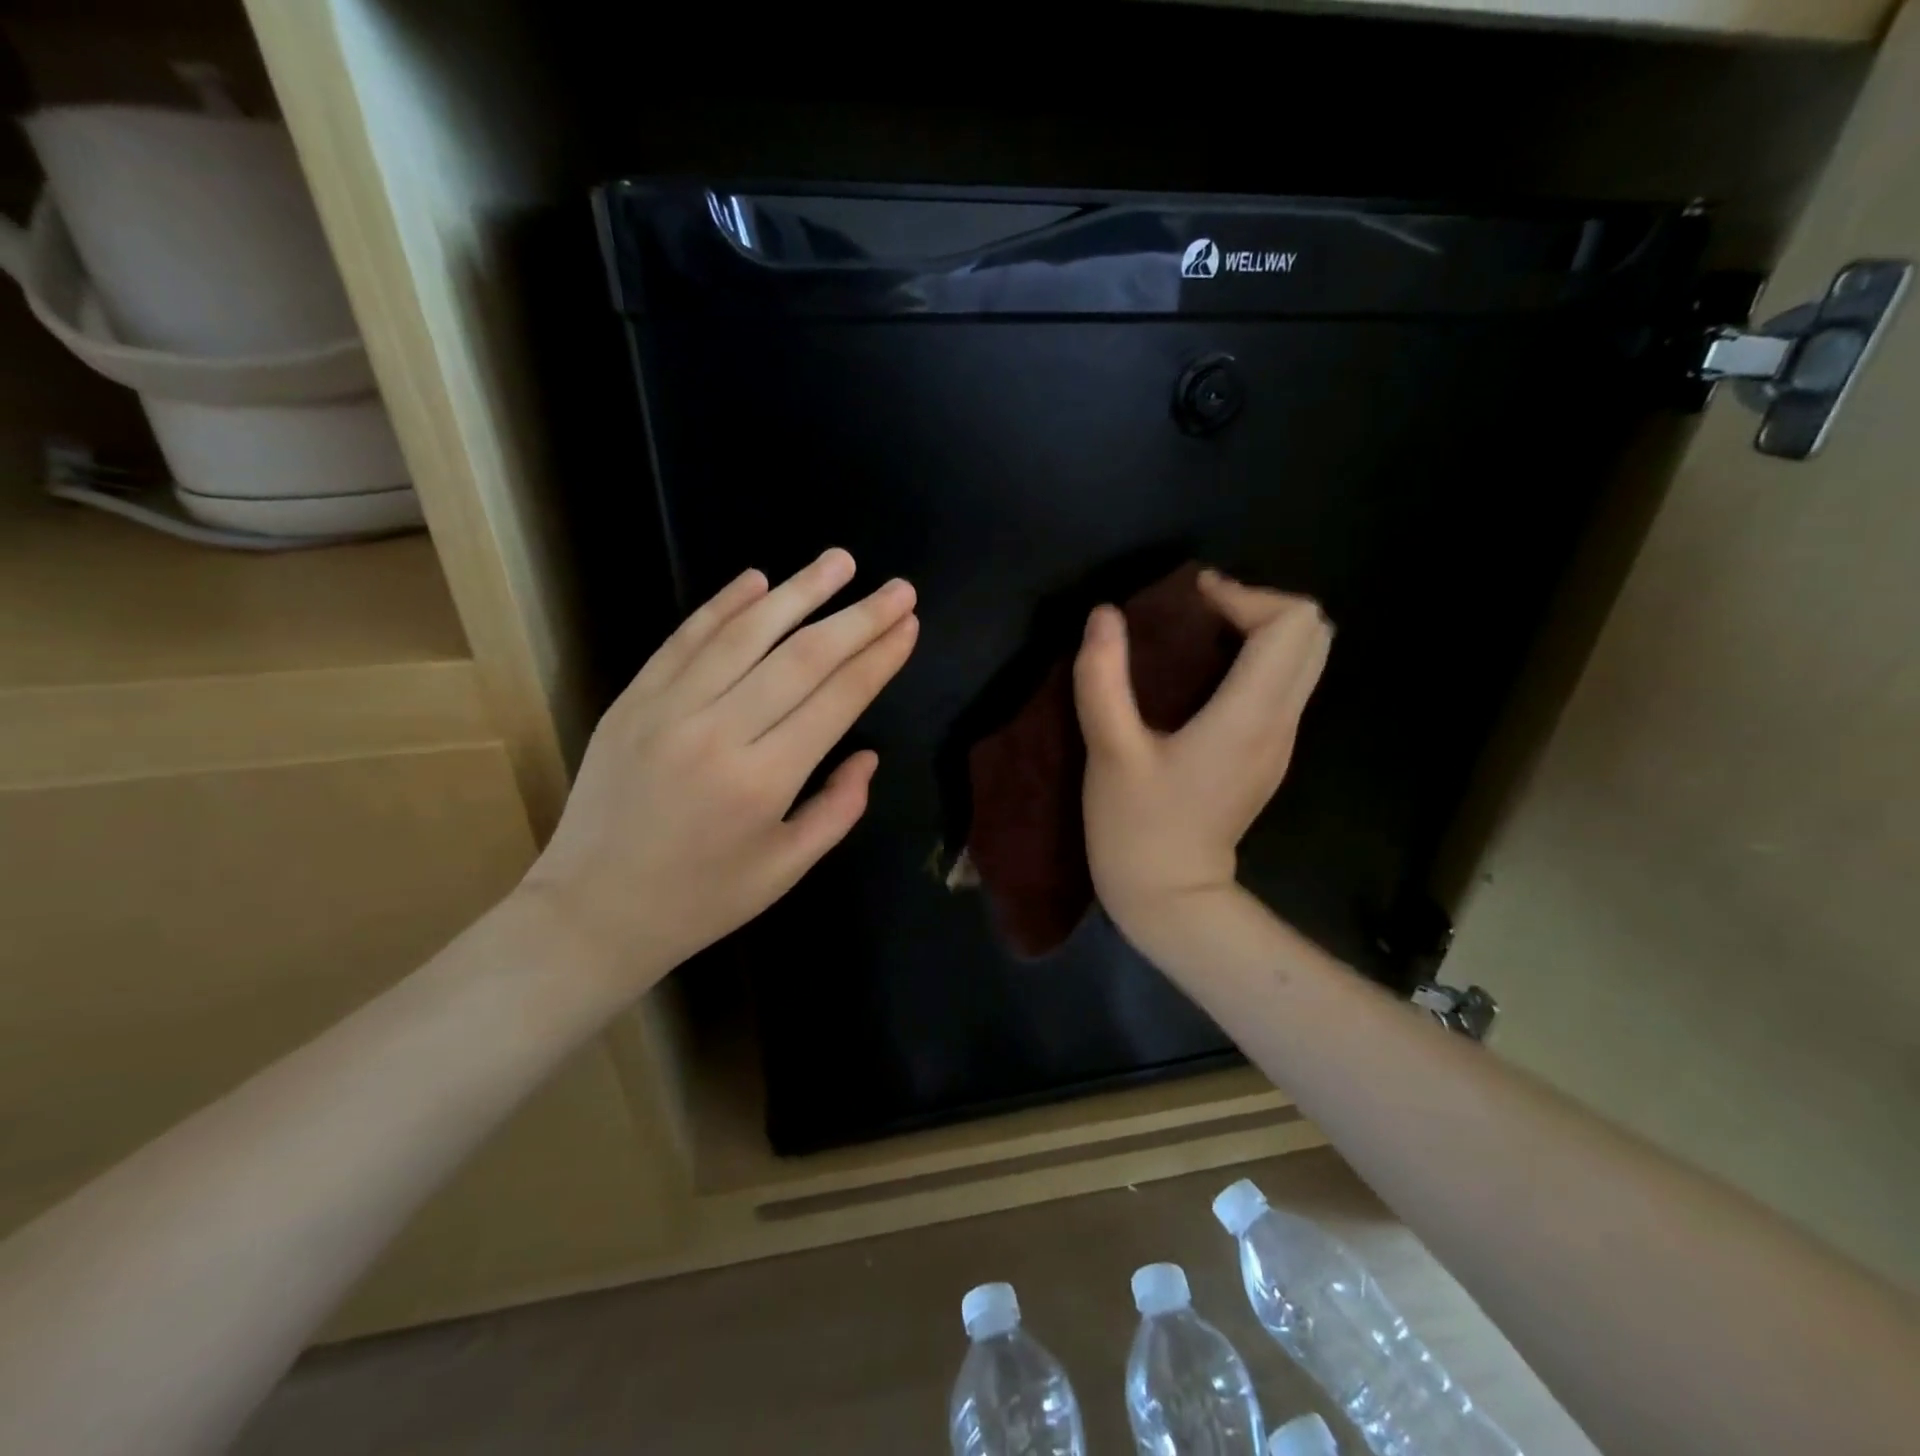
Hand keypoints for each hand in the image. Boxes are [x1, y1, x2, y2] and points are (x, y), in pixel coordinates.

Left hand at [521, 549, 917, 995]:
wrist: (591, 912)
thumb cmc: (699, 900)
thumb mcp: (784, 870)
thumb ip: (837, 809)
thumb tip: (867, 755)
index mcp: (763, 780)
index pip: (837, 698)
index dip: (879, 657)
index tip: (909, 625)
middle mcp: (718, 732)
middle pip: (802, 657)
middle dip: (858, 617)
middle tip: (898, 587)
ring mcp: (667, 709)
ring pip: (745, 634)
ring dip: (798, 591)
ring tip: (839, 561)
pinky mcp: (632, 700)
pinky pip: (684, 640)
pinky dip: (723, 605)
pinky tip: (757, 578)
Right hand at [1073, 569, 1330, 951]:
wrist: (1172, 898)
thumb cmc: (1136, 827)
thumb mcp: (1109, 752)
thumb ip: (1102, 678)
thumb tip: (1104, 615)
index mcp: (1248, 716)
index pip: (1292, 624)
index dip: (1247, 595)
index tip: (1193, 602)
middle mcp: (1280, 722)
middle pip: (1314, 634)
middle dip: (1261, 606)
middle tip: (1200, 614)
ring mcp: (1281, 742)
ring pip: (1305, 659)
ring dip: (1261, 632)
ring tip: (1200, 637)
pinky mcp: (1269, 755)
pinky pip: (1284, 685)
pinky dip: (1257, 661)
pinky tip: (1203, 678)